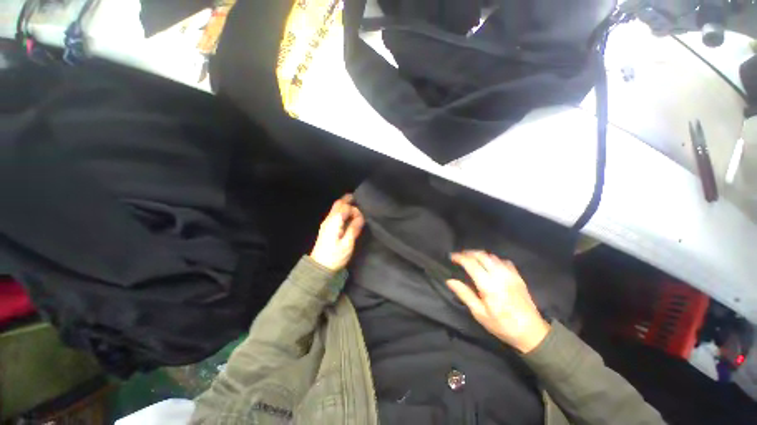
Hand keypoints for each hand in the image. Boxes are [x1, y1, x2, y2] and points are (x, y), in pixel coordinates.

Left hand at [310, 194, 364, 270]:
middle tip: (357, 199)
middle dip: (348, 200)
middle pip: (338, 204)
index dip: (355, 210)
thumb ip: (354, 228)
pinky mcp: (327, 228)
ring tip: (355, 206)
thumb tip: (360, 217)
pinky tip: (348, 216)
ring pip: (335, 208)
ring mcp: (327, 223)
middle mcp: (329, 219)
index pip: (345, 208)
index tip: (361, 218)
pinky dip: (342, 212)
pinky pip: (335, 214)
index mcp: (334, 222)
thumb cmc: (335, 256)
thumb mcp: (347, 244)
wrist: (320, 267)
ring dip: (345, 206)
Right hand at [447, 251, 549, 353]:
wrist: (532, 333)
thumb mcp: (479, 313)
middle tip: (460, 256)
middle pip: (481, 255)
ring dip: (480, 255)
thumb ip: (464, 294)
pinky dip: (493, 259)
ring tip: (472, 259)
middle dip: (468, 253)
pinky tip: (490, 265)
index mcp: (488, 285)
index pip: (471, 263)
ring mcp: (510, 274)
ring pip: (492, 256)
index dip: (459, 257)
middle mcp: (499, 275)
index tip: (451, 257)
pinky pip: (503, 261)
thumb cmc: (502, 325)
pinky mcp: (518, 277)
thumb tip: (450, 281)